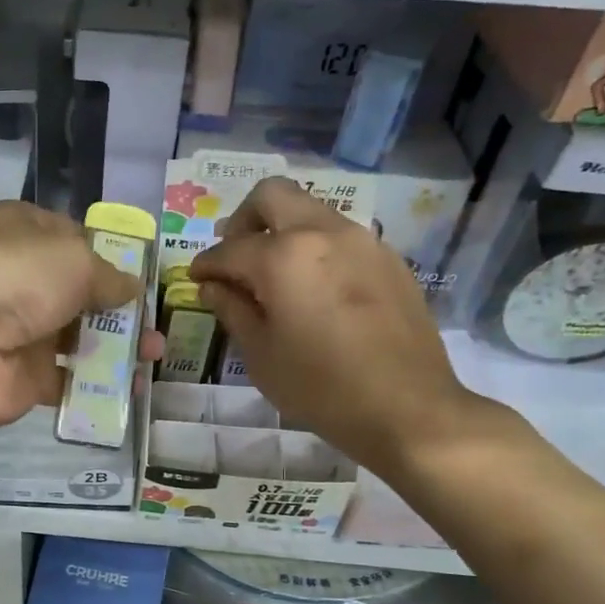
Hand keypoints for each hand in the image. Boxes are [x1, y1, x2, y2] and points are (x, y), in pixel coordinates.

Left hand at [0, 202, 161, 433]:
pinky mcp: (23, 376)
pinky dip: (96, 384)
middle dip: (119, 309)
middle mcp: (18, 278)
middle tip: (155, 325)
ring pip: (76, 338)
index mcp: (21, 231)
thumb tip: (132, 288)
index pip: (70, 236)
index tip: (140, 274)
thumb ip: (109, 276)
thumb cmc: (18, 278)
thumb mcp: (76, 260)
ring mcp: (19, 330)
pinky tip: (130, 388)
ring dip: (116, 347)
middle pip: (77, 293)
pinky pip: (67, 379)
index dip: (106, 253)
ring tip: (153, 358)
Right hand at [188, 178, 483, 465]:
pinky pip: (341, 237)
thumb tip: (212, 286)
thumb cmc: (320, 387)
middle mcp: (324, 232)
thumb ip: (232, 309)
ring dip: (283, 232)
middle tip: (236, 258)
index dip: (206, 264)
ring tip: (275, 277)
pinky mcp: (389, 259)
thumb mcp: (261, 354)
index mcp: (284, 256)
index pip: (230, 248)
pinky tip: (316, 292)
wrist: (407, 407)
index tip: (197, 279)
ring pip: (311, 212)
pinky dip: (316, 250)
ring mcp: (363, 241)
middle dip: (243, 220)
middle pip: (273, 196)